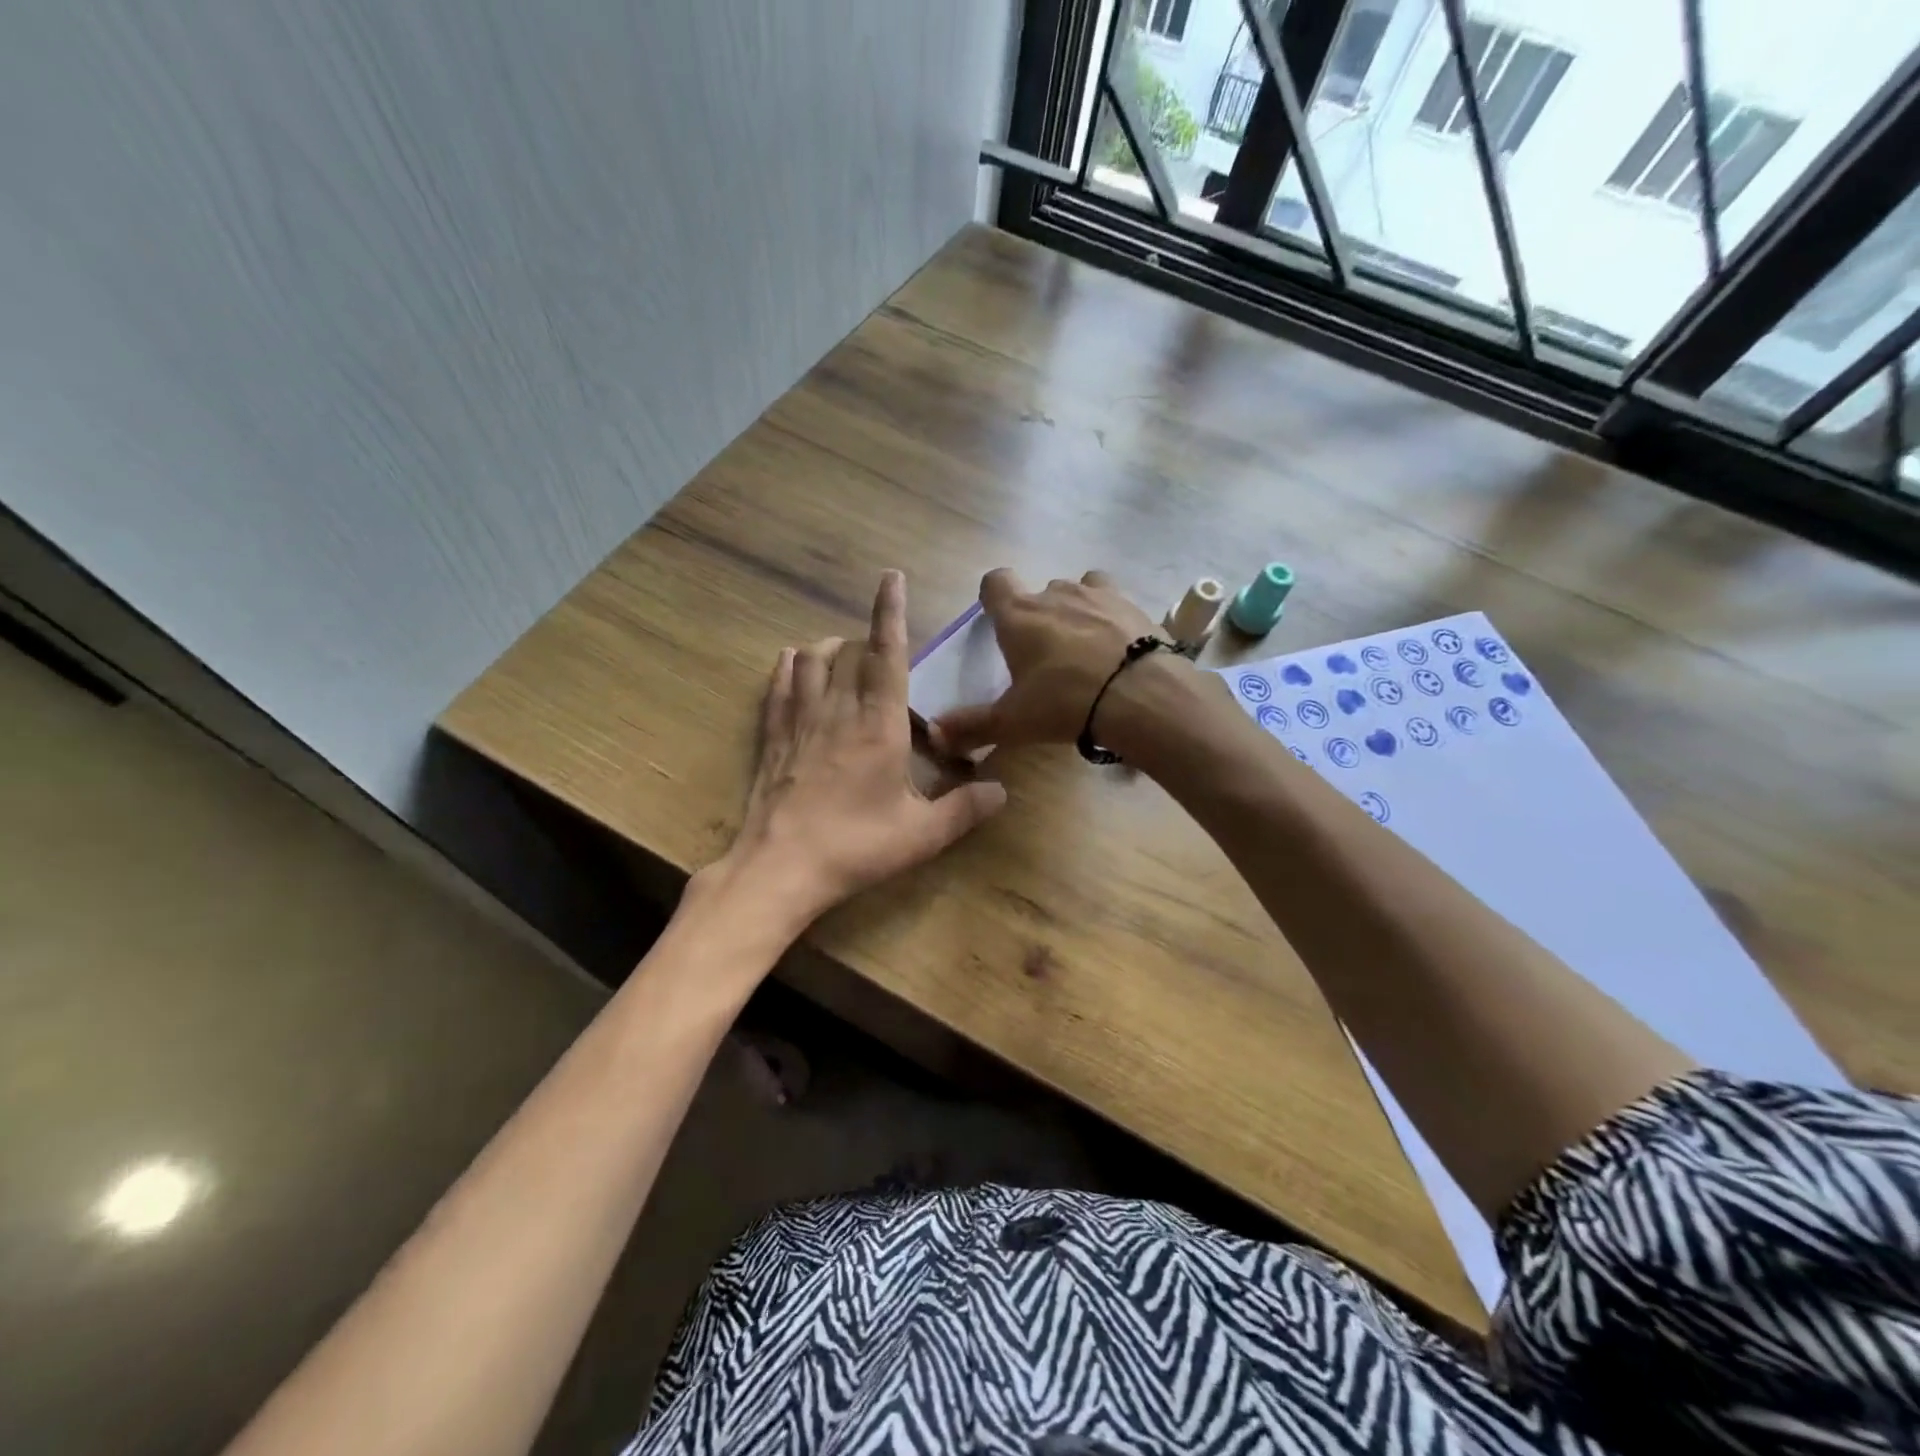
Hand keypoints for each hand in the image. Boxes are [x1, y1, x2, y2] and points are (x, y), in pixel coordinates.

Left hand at [707, 571, 1006, 934]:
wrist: (779, 868)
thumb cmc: (855, 847)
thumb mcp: (921, 835)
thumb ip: (965, 809)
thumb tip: (1003, 791)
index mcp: (878, 725)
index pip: (887, 655)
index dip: (891, 613)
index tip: (891, 577)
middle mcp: (837, 711)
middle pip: (848, 653)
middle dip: (864, 639)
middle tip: (879, 650)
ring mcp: (800, 721)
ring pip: (810, 661)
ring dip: (827, 648)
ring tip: (840, 653)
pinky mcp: (772, 737)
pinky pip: (778, 687)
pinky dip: (788, 668)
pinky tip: (791, 662)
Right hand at [930, 568, 1178, 755]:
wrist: (1140, 695)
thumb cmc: (1064, 702)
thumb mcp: (1013, 721)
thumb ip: (972, 725)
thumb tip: (933, 734)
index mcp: (1019, 616)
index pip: (995, 582)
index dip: (993, 596)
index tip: (997, 618)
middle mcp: (1055, 594)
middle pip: (1039, 592)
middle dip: (1038, 615)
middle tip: (1043, 654)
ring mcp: (1097, 595)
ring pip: (1078, 590)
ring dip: (1075, 611)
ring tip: (1083, 647)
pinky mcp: (1132, 605)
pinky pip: (1113, 601)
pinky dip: (1110, 617)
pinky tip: (1116, 645)